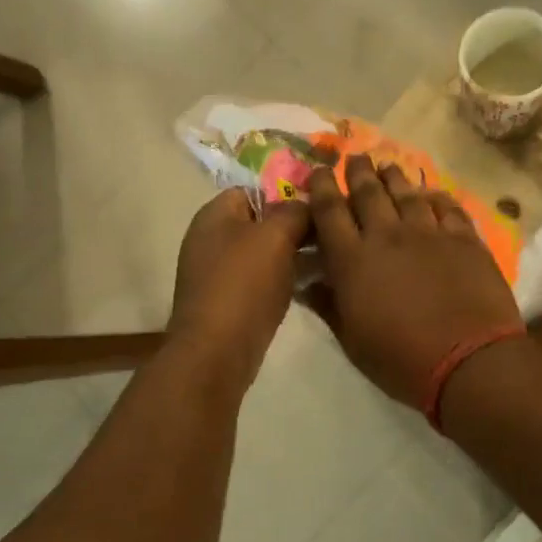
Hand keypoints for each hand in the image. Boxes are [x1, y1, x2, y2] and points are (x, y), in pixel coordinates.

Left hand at [168, 188, 310, 387]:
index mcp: (215, 215)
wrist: (217, 351)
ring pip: (264, 253)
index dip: (286, 194)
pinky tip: (310, 286)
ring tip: (328, 260)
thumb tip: (306, 206)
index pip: (254, 189)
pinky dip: (283, 280)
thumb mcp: (276, 236)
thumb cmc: (244, 285)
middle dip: (294, 227)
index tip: (319, 207)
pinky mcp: (229, 302)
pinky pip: (261, 280)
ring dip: (293, 256)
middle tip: (330, 235)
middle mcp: (212, 239)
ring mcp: (218, 273)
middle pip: (260, 222)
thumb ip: (294, 212)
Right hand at [305, 156, 522, 406]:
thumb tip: (308, 284)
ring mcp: (429, 233)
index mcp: (353, 260)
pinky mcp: (464, 238)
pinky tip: (431, 193)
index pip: (329, 211)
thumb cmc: (401, 359)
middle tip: (354, 158)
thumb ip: (329, 306)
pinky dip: (435, 196)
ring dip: (393, 176)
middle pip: (368, 192)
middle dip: (358, 171)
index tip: (320, 171)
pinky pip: (447, 207)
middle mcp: (387, 236)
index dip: (322, 187)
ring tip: (387, 166)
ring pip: (406, 193)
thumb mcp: (352, 341)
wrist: (469, 361)